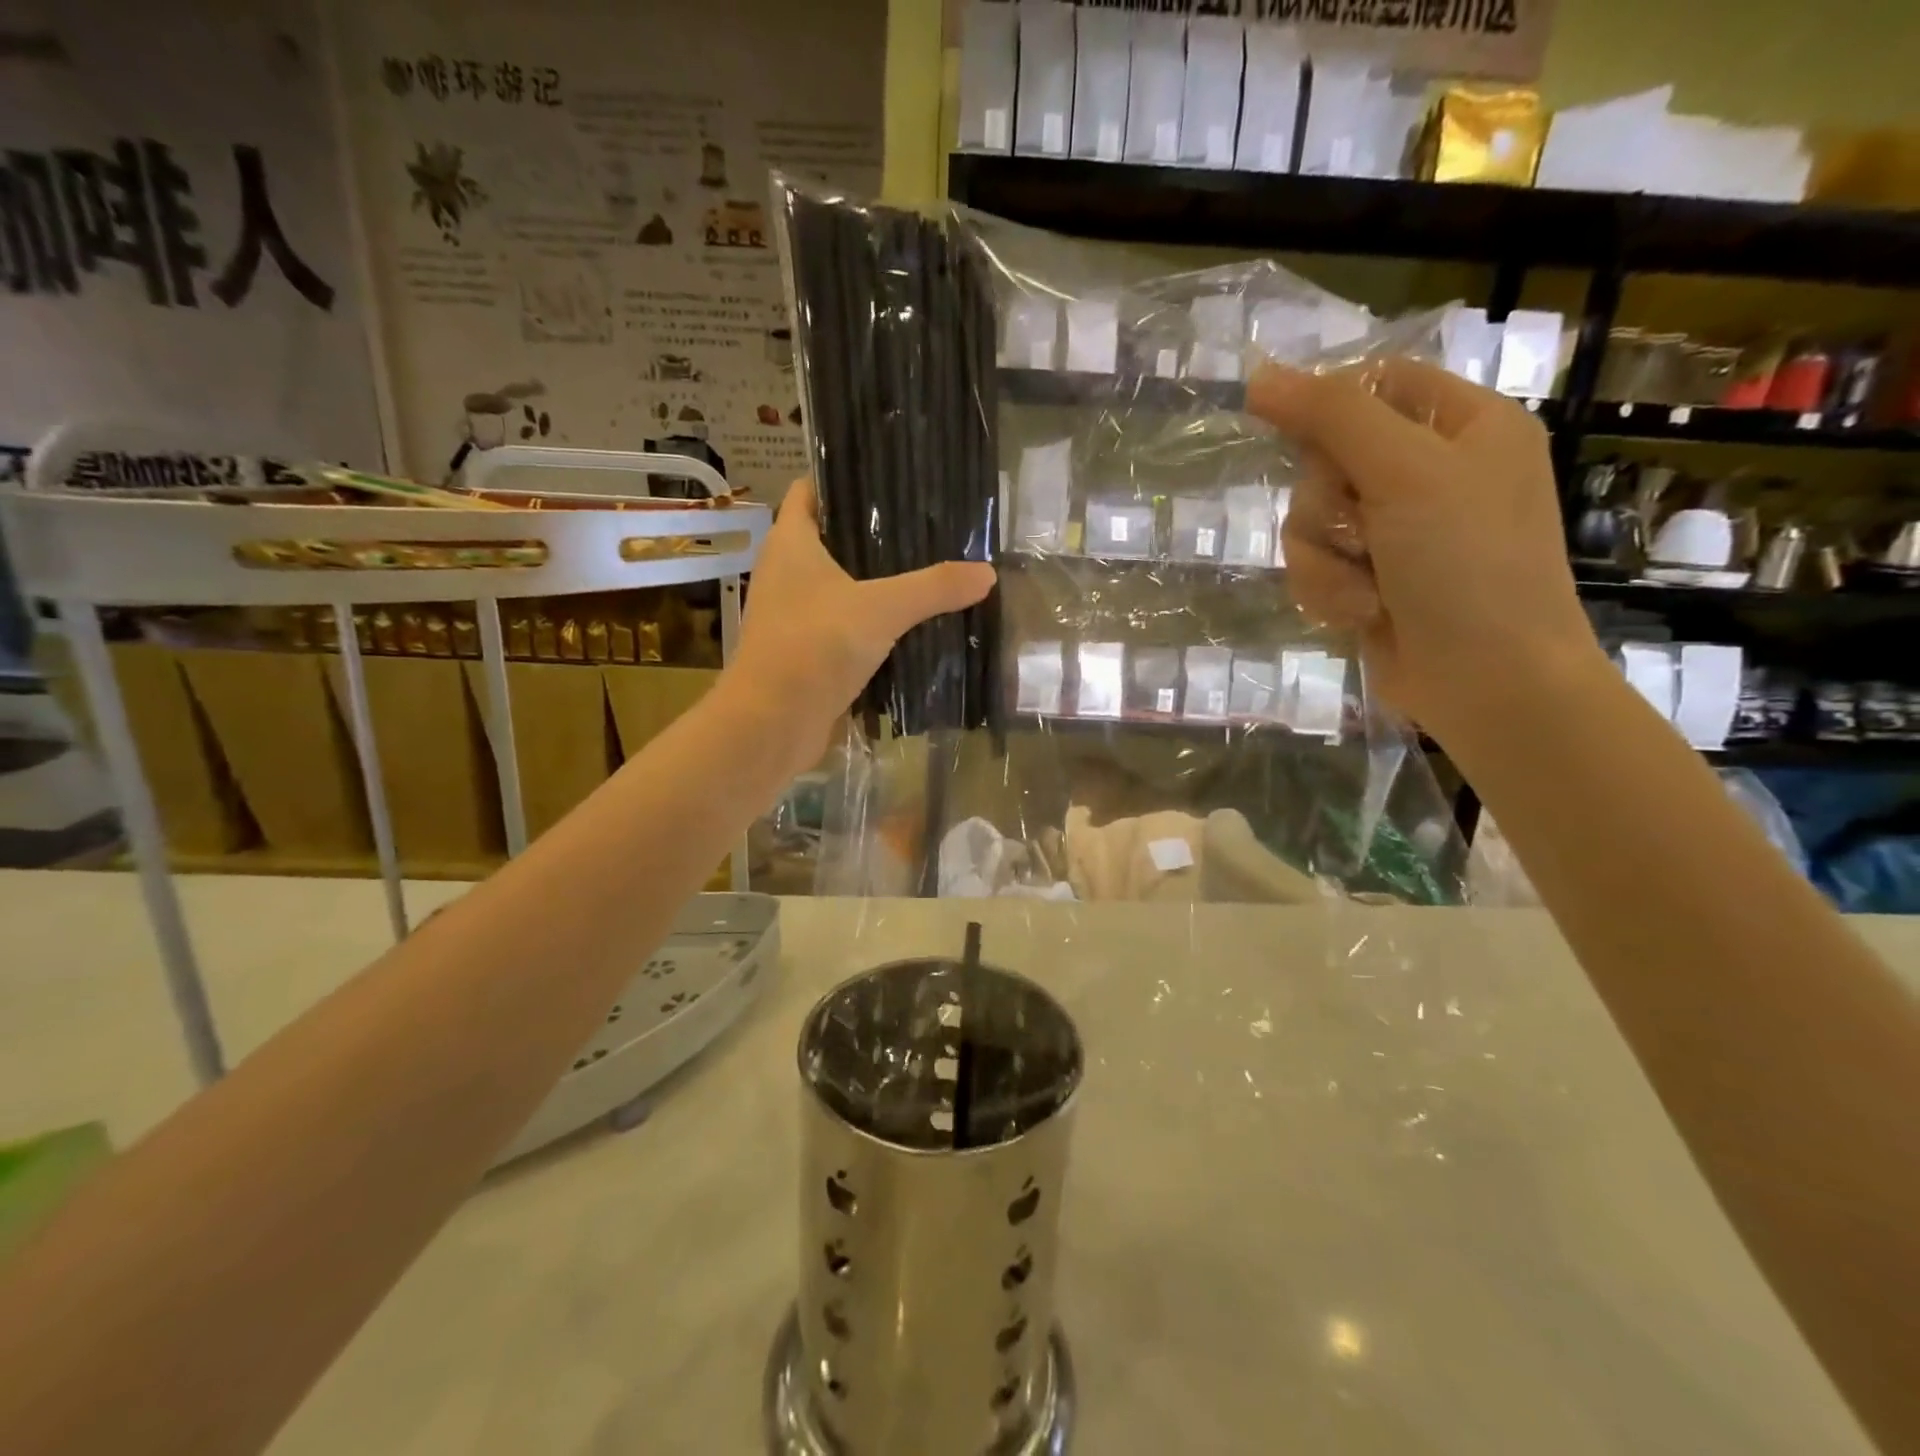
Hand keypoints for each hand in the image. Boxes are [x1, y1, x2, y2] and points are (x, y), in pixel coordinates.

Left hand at [716, 479, 995, 777]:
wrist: (773, 723)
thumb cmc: (815, 646)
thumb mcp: (882, 609)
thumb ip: (934, 588)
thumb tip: (986, 573)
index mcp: (791, 543)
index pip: (809, 491)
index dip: (842, 479)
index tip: (888, 476)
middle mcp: (785, 573)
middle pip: (830, 538)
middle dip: (872, 534)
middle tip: (924, 527)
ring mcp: (793, 615)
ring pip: (838, 586)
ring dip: (873, 582)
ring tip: (925, 571)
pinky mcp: (805, 652)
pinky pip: (842, 626)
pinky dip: (870, 623)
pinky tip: (908, 625)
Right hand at [1247, 358, 1602, 747]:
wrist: (1489, 680)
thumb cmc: (1467, 564)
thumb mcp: (1405, 473)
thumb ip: (1332, 417)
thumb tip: (1260, 375)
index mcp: (1463, 426)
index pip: (1375, 384)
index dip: (1327, 405)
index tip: (1295, 436)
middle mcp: (1429, 473)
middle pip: (1327, 459)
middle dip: (1326, 505)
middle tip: (1359, 531)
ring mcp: (1397, 533)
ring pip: (1310, 521)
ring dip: (1323, 560)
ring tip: (1364, 589)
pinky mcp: (1369, 580)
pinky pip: (1314, 567)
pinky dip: (1327, 592)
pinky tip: (1361, 615)